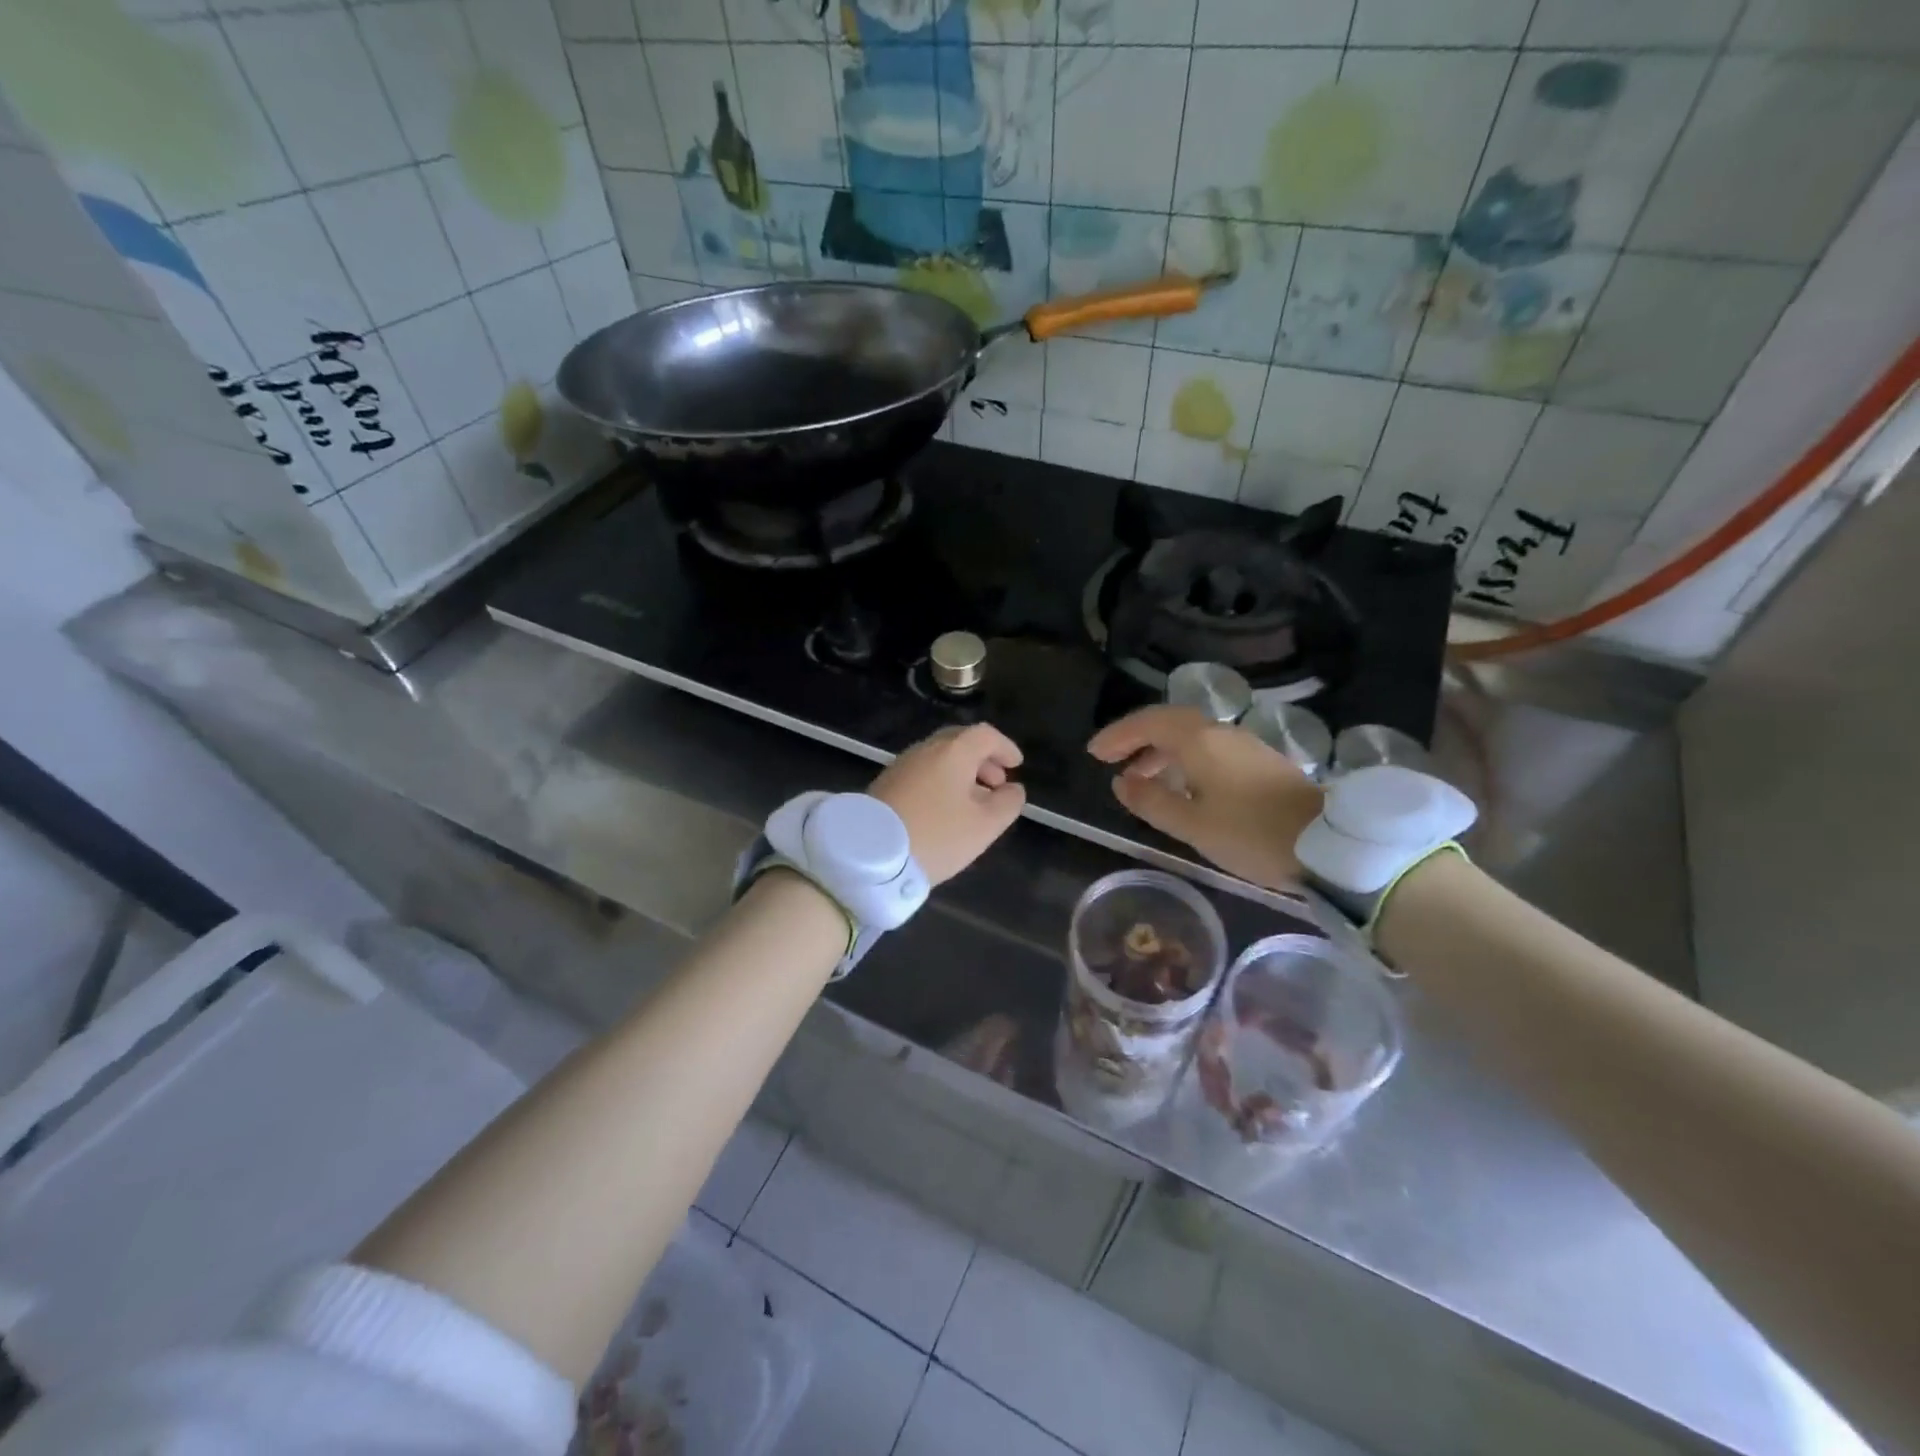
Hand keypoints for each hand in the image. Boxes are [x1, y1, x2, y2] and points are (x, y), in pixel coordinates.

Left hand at [870, 723, 1025, 884]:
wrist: (871, 854)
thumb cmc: (937, 835)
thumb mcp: (985, 825)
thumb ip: (1007, 803)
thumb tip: (1013, 789)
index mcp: (953, 751)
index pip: (985, 735)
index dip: (1005, 747)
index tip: (1016, 765)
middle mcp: (926, 749)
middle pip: (960, 742)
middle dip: (983, 759)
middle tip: (997, 782)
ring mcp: (902, 765)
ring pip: (939, 758)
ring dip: (961, 772)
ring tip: (974, 801)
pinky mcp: (885, 783)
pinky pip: (923, 772)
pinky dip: (941, 781)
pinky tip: (945, 808)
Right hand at [1087, 706, 1322, 890]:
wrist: (1327, 845)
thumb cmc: (1250, 833)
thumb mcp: (1191, 824)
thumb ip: (1151, 800)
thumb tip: (1121, 782)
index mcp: (1200, 741)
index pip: (1148, 723)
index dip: (1118, 735)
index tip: (1095, 754)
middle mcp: (1221, 733)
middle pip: (1170, 723)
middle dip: (1137, 740)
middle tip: (1112, 762)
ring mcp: (1243, 746)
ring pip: (1191, 737)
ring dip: (1160, 752)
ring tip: (1141, 780)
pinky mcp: (1259, 762)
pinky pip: (1209, 749)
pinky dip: (1184, 760)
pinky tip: (1181, 787)